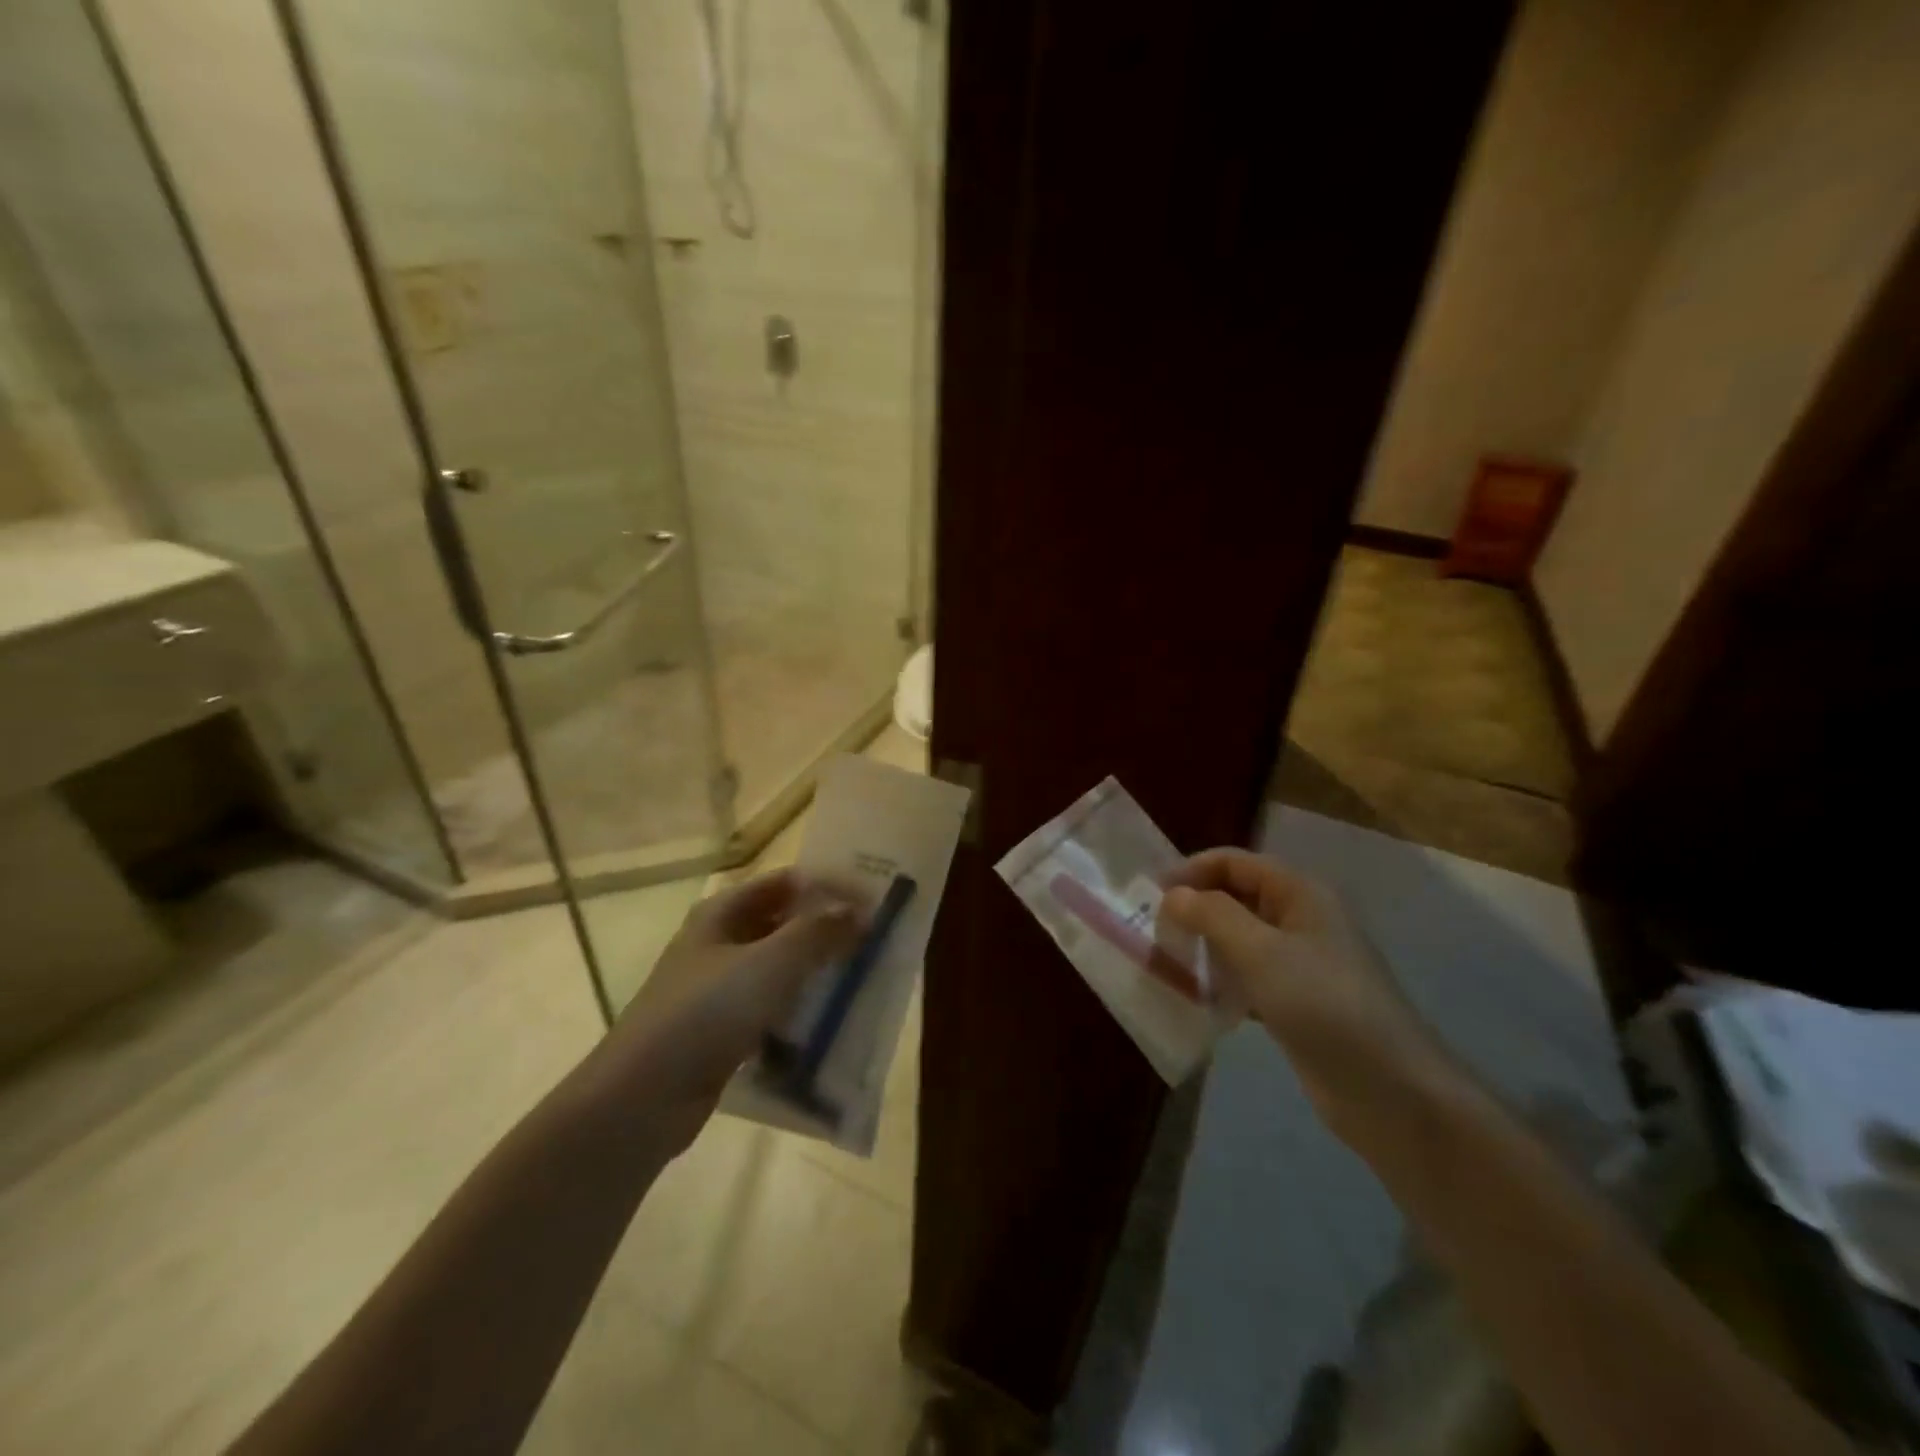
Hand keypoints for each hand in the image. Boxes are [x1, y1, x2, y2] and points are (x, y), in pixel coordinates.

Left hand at [597, 869, 862, 1153]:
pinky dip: (799, 1008)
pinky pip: (771, 1007)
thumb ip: (819, 931)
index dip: (830, 885)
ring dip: (817, 970)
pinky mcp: (721, 1029)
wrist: (642, 1097)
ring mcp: (718, 987)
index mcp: (723, 912)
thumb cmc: (707, 1012)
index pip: (787, 882)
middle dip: (828, 929)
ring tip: (864, 977)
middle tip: (876, 939)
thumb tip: (861, 909)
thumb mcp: (771, 963)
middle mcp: (719, 941)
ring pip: (780, 967)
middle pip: (784, 922)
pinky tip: (830, 1021)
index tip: (875, 899)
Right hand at [1162, 848, 1457, 1128]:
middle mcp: (1301, 918)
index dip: (1192, 870)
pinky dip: (1221, 980)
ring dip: (1204, 946)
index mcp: (1299, 893)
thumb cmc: (1324, 1005)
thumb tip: (1173, 894)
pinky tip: (1197, 998)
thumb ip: (1212, 916)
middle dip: (1195, 909)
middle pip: (1236, 897)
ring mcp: (1301, 962)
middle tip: (1155, 932)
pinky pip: (1249, 977)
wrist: (1390, 1091)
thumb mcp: (1261, 953)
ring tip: (1167, 963)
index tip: (1151, 895)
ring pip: (1240, 939)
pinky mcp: (1297, 1002)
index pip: (1234, 862)